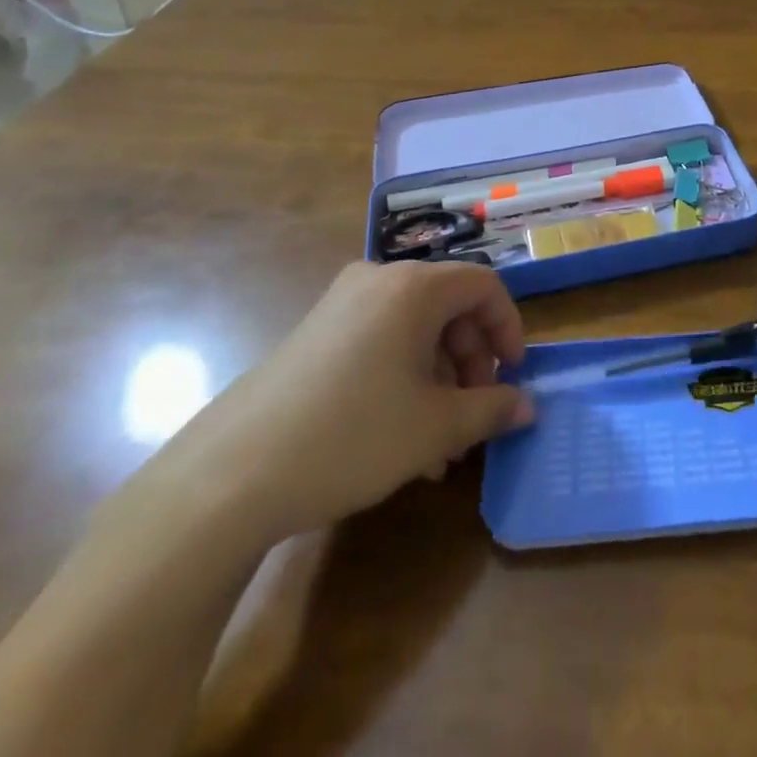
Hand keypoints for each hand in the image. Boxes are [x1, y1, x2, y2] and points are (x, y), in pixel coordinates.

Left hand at [164, 260, 534, 541]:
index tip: (514, 376)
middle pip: (448, 306)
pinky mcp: (315, 333)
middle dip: (471, 361)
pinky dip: (404, 377)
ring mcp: (341, 304)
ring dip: (439, 378)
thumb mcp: (435, 427)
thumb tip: (526, 406)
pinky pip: (380, 341)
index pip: (484, 286)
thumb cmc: (351, 436)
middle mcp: (378, 280)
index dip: (508, 327)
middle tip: (475, 415)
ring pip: (414, 329)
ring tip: (440, 445)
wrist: (230, 476)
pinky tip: (401, 436)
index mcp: (413, 287)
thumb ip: (491, 409)